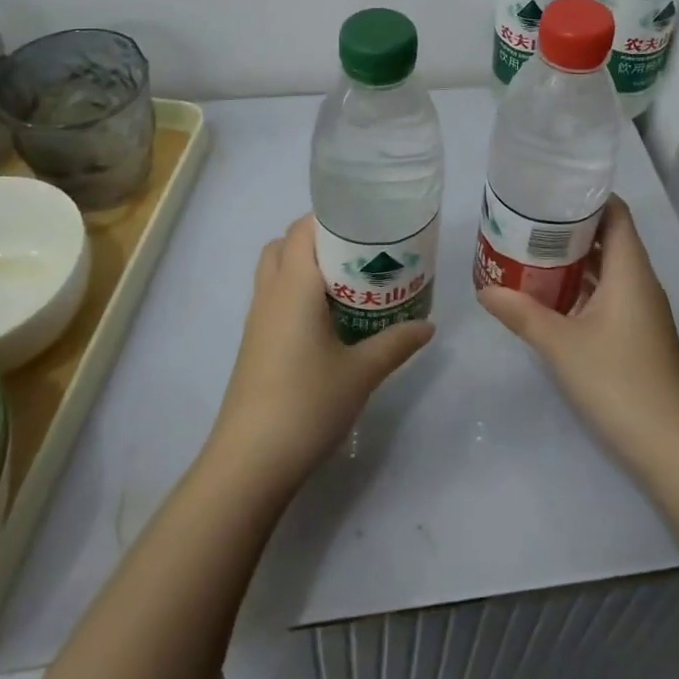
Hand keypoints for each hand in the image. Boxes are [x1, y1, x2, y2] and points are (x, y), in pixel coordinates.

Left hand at [208, 215, 434, 492]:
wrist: (250, 461)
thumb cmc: (307, 403)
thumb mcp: (362, 372)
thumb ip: (396, 342)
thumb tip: (428, 325)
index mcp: (293, 285)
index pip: (303, 228)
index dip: (331, 217)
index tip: (366, 222)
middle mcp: (270, 293)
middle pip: (285, 244)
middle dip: (319, 239)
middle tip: (359, 252)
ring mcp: (257, 319)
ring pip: (276, 270)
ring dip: (305, 265)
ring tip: (347, 282)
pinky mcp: (254, 343)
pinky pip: (274, 297)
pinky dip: (296, 292)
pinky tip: (327, 320)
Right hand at [478, 197, 678, 474]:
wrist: (671, 447)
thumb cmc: (618, 381)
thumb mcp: (560, 344)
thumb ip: (521, 313)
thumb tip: (484, 289)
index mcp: (630, 270)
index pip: (615, 213)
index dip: (586, 196)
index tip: (549, 190)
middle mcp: (639, 282)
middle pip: (608, 237)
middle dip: (569, 227)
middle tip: (525, 220)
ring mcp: (641, 310)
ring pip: (606, 269)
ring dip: (573, 260)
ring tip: (528, 251)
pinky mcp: (637, 335)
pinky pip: (607, 294)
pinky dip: (580, 288)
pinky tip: (548, 297)